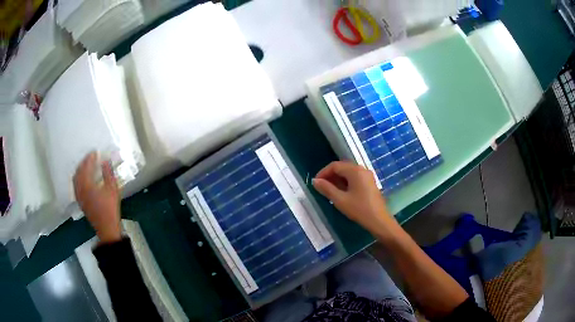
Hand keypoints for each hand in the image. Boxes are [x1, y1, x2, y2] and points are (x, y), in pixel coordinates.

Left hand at [73, 152, 121, 243]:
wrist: (106, 228)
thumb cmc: (110, 208)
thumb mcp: (112, 189)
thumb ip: (108, 173)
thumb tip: (105, 160)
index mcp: (87, 185)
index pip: (86, 167)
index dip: (90, 158)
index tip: (94, 152)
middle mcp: (80, 189)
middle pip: (78, 172)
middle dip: (83, 163)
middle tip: (90, 158)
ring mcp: (79, 196)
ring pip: (75, 179)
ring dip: (79, 170)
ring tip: (85, 166)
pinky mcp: (80, 202)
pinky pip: (75, 186)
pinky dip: (78, 179)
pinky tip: (83, 179)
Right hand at [312, 161, 396, 234]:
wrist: (379, 220)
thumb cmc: (359, 209)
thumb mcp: (340, 200)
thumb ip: (327, 189)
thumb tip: (315, 181)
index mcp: (355, 171)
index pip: (335, 165)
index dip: (323, 172)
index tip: (316, 183)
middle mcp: (362, 169)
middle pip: (342, 167)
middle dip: (330, 175)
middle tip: (321, 187)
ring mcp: (367, 176)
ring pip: (348, 173)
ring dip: (337, 179)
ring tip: (329, 191)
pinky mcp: (370, 183)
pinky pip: (355, 178)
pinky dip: (346, 182)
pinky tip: (341, 193)